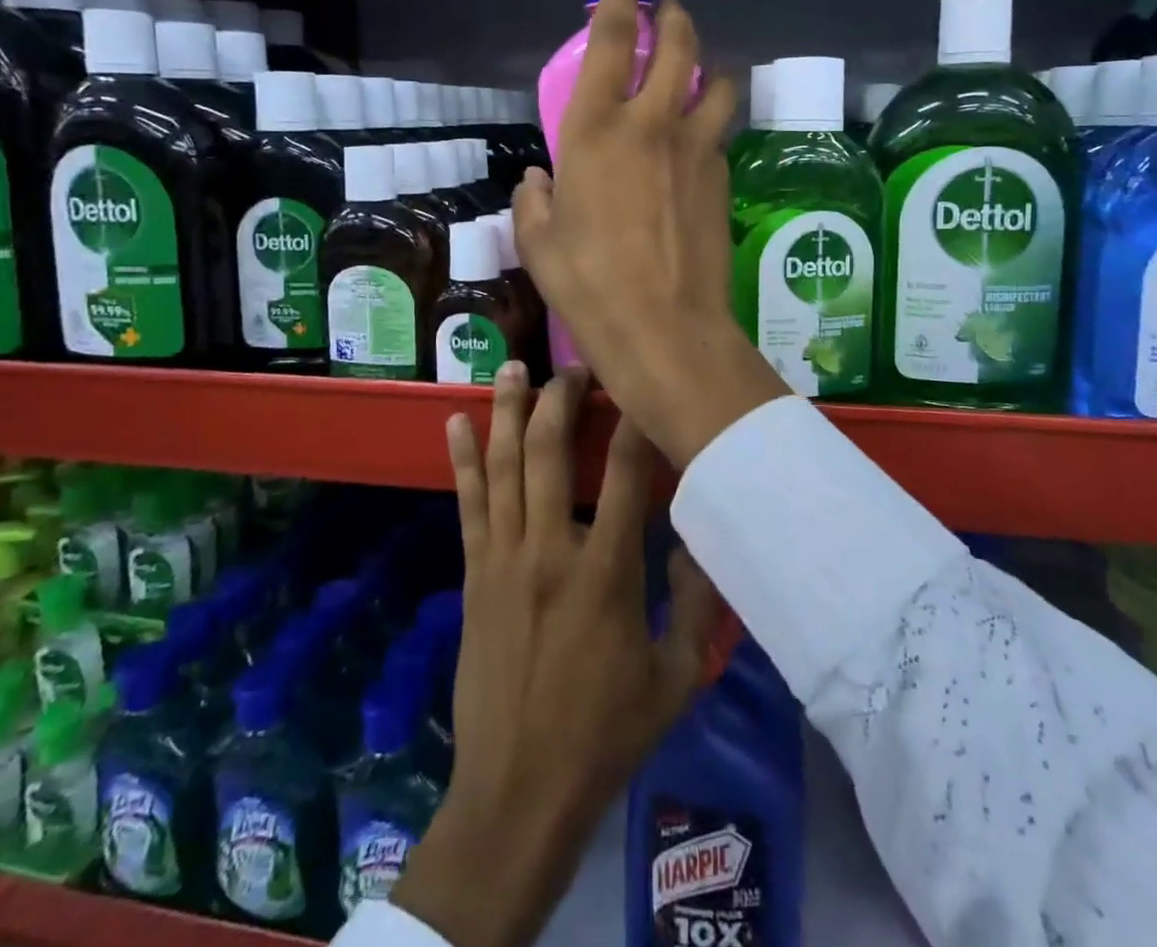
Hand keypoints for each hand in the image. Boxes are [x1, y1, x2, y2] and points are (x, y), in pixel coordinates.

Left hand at [392, 364, 721, 946]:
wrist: (518, 791)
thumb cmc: (605, 735)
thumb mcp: (676, 680)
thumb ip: (698, 606)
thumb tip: (701, 541)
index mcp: (606, 573)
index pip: (629, 475)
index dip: (638, 422)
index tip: (643, 385)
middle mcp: (551, 550)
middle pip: (553, 452)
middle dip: (563, 398)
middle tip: (575, 365)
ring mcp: (505, 558)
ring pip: (504, 466)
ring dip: (508, 411)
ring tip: (514, 366)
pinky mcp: (475, 573)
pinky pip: (468, 503)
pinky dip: (461, 459)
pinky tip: (455, 421)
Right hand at [512, 0, 785, 468]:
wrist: (663, 325)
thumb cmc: (587, 283)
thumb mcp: (540, 242)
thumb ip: (535, 201)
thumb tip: (540, 181)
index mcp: (595, 130)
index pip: (612, 43)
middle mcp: (650, 124)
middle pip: (677, 47)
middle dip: (675, 17)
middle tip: (672, 6)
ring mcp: (695, 149)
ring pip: (715, 83)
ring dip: (708, 65)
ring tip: (700, 69)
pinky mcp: (722, 177)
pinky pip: (719, 134)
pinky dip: (710, 124)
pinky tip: (700, 142)